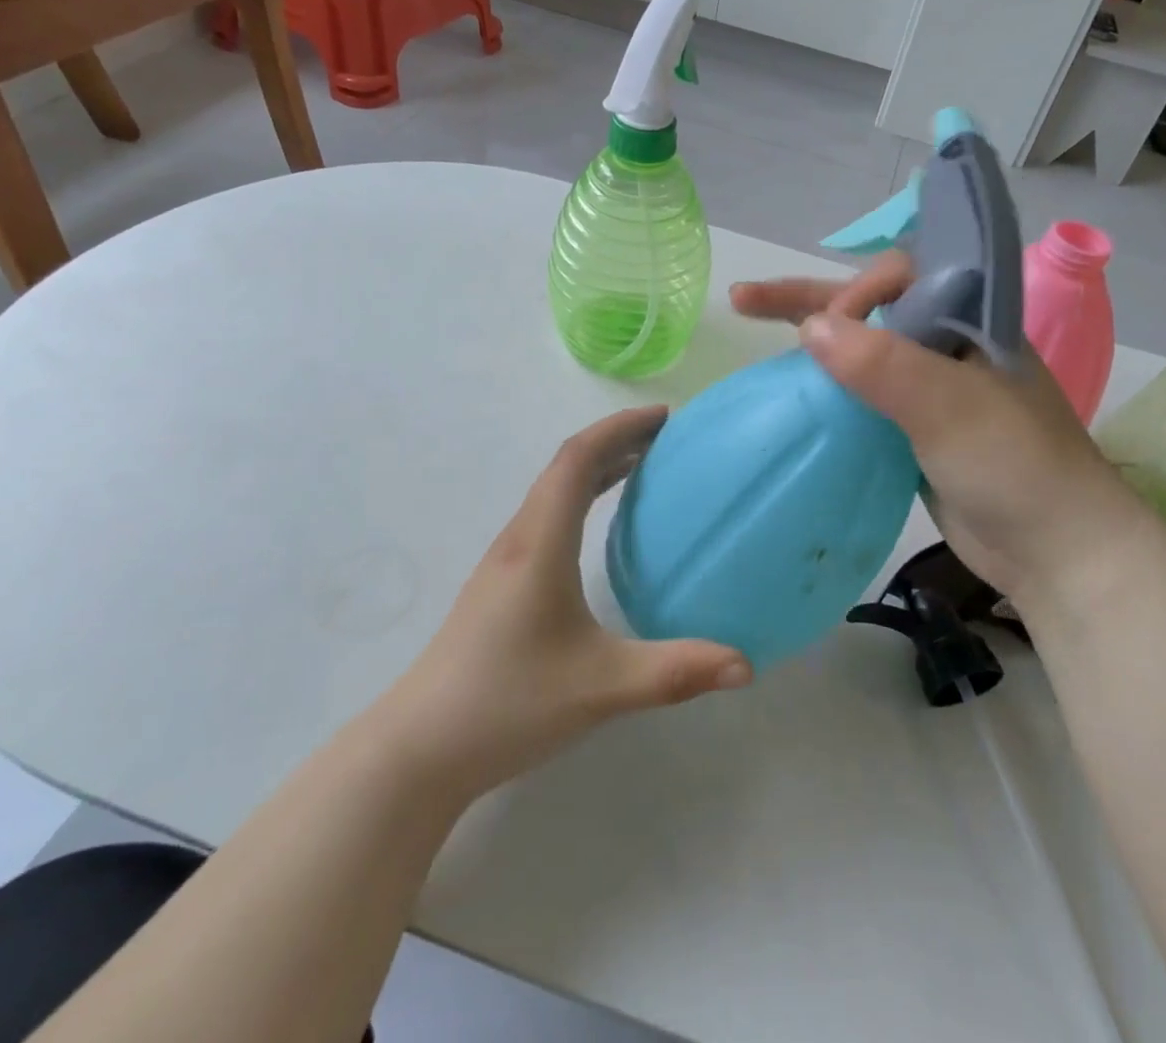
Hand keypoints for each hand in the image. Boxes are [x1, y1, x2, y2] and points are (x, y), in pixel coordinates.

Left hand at [387, 407, 751, 801]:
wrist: (420, 748)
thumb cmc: (509, 704)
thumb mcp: (602, 689)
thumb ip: (675, 673)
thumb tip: (746, 666)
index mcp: (541, 543)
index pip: (578, 458)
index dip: (621, 427)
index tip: (665, 417)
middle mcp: (520, 538)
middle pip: (566, 465)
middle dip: (616, 440)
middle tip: (667, 439)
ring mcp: (505, 560)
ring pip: (553, 490)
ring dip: (597, 466)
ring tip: (644, 467)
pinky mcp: (500, 582)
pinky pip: (546, 515)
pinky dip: (580, 496)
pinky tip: (599, 527)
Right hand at [732, 255, 1148, 601]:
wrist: (1055, 553)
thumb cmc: (1014, 466)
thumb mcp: (949, 407)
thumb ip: (883, 365)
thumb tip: (810, 327)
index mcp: (970, 319)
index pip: (901, 277)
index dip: (858, 293)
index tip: (832, 332)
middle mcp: (947, 343)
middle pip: (870, 306)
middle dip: (808, 299)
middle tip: (745, 300)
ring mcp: (930, 387)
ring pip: (860, 349)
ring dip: (810, 338)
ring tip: (750, 322)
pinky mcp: (914, 427)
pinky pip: (861, 393)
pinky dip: (826, 386)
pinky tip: (793, 388)